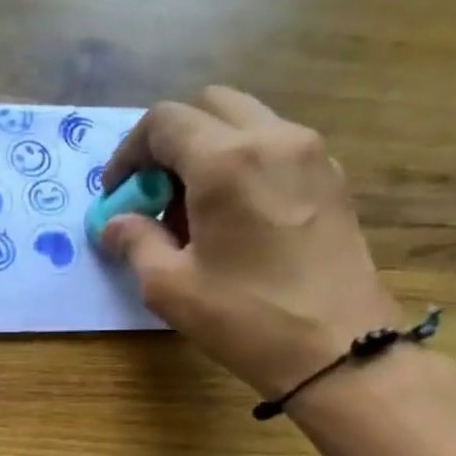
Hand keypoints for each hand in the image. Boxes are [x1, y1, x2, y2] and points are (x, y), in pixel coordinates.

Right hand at [100, 86, 401, 399]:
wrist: (339, 350)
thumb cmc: (245, 318)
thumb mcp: (170, 287)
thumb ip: (135, 242)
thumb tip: (116, 223)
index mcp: (226, 161)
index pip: (164, 122)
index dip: (128, 153)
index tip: (117, 193)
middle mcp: (273, 139)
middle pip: (208, 106)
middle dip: (169, 142)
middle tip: (153, 193)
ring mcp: (312, 154)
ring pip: (246, 121)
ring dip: (207, 149)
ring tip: (192, 209)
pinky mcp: (333, 178)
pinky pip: (276, 146)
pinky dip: (243, 162)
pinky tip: (234, 216)